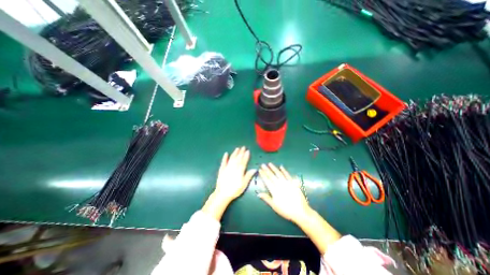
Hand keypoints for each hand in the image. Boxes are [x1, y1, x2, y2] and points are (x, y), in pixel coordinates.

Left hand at [203, 146, 256, 220]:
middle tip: (243, 147)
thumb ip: (248, 175)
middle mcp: (233, 167)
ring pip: (231, 158)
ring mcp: (227, 167)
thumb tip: (254, 169)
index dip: (246, 156)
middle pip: (238, 158)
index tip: (247, 151)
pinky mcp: (221, 169)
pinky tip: (226, 153)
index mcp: (239, 170)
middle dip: (241, 152)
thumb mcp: (244, 184)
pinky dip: (225, 157)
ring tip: (237, 148)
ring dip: (234, 153)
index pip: (243, 161)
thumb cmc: (235, 190)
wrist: (222, 194)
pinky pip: (223, 162)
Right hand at [255, 164, 310, 222]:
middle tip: (262, 164)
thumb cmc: (286, 210)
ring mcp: (287, 183)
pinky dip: (284, 170)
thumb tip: (258, 193)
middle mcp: (280, 185)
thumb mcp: (274, 206)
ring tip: (270, 164)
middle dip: (267, 170)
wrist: (300, 212)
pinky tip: (281, 166)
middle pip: (272, 176)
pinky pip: (288, 175)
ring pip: (279, 174)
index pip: (267, 181)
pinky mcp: (293, 183)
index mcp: (275, 191)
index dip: (263, 175)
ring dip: (274, 168)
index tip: (260, 170)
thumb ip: (267, 199)